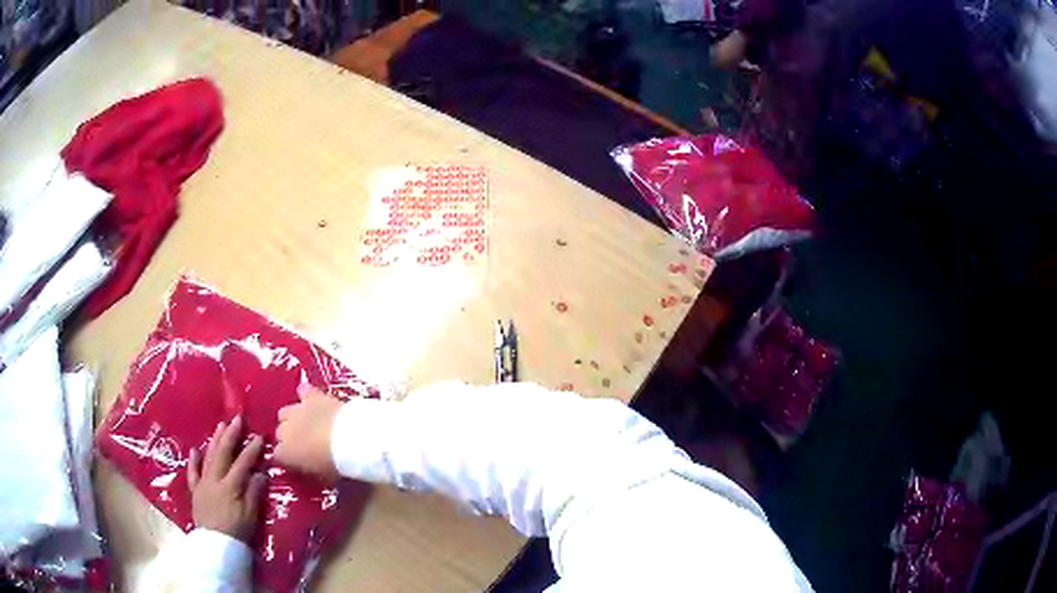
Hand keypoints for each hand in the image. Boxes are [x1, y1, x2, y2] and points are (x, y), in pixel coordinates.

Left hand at [187, 416, 266, 542]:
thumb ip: (254, 493)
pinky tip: (195, 450)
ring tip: (220, 426)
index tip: (259, 436)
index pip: (242, 463)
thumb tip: (260, 473)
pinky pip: (192, 473)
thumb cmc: (237, 532)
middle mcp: (214, 480)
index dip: (251, 449)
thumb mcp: (251, 515)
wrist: (216, 547)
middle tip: (237, 419)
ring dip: (215, 441)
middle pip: (223, 454)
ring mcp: (203, 484)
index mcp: (230, 486)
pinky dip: (193, 461)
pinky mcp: (195, 491)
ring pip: (208, 458)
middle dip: (231, 436)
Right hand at [274, 387, 342, 480]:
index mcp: (285, 453)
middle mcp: (285, 431)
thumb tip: (308, 466)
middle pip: (280, 433)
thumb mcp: (322, 476)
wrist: (350, 439)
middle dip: (289, 438)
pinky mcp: (311, 397)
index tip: (297, 460)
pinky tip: (311, 398)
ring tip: (306, 423)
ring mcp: (296, 411)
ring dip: (293, 418)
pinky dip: (306, 395)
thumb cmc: (335, 464)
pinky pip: (304, 392)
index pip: (277, 455)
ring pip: (285, 412)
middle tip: (304, 443)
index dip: (287, 457)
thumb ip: (309, 469)